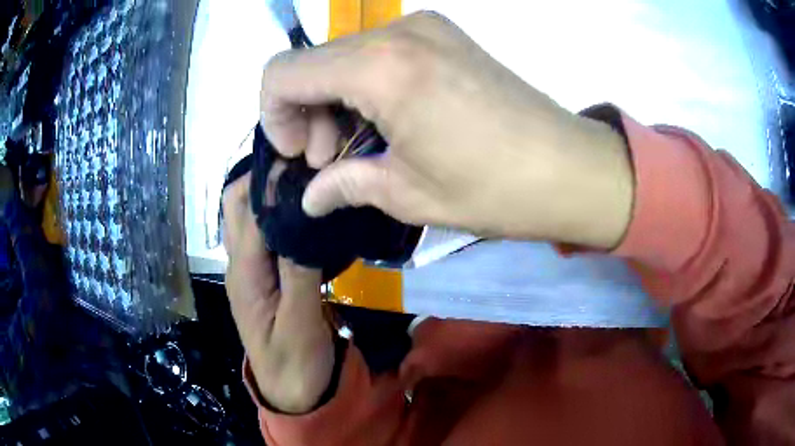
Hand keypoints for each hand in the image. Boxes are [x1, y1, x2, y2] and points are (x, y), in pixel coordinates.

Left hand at [222, 173, 334, 412]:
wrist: (291, 390)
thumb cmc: (294, 361)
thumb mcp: (300, 323)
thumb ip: (299, 271)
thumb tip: (303, 219)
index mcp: (245, 273)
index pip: (249, 211)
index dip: (270, 180)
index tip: (300, 157)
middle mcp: (239, 264)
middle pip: (237, 205)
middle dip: (261, 176)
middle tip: (301, 162)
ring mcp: (249, 269)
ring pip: (247, 215)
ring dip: (267, 191)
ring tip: (303, 177)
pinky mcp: (263, 275)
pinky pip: (262, 232)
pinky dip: (277, 212)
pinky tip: (302, 209)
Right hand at [260, 11, 632, 248]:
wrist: (570, 168)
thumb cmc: (493, 189)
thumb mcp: (408, 194)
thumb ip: (346, 185)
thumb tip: (311, 197)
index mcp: (380, 68)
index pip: (282, 73)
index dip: (275, 116)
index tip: (301, 154)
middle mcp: (397, 32)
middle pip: (312, 62)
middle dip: (306, 111)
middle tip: (332, 159)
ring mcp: (425, 27)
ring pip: (344, 56)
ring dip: (336, 99)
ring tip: (360, 146)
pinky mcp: (445, 35)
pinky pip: (379, 53)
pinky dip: (365, 85)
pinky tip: (388, 120)